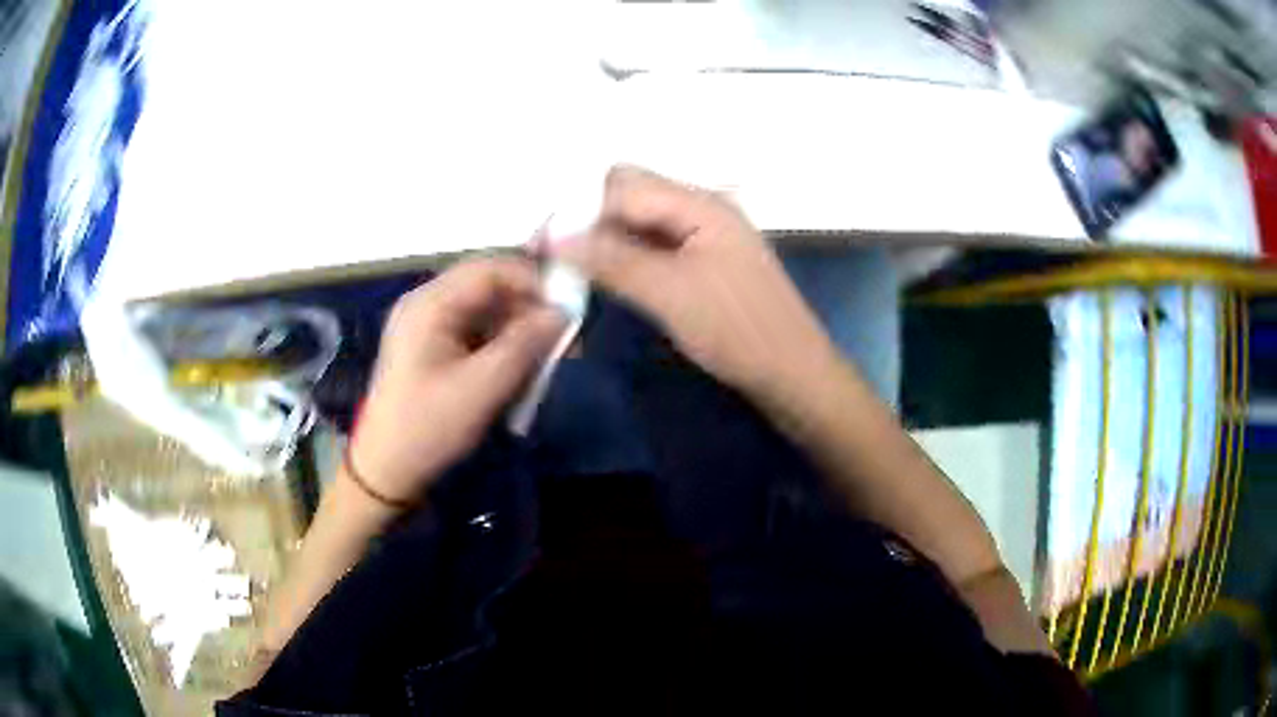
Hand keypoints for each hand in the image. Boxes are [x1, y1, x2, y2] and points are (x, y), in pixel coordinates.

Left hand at [351, 256, 564, 504]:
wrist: (386, 470)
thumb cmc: (429, 427)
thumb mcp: (482, 388)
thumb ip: (525, 345)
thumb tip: (563, 312)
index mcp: (430, 304)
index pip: (490, 269)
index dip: (532, 281)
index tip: (567, 308)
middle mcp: (426, 303)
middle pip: (487, 286)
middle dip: (527, 307)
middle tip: (561, 335)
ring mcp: (426, 325)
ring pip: (484, 310)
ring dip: (516, 328)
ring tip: (543, 357)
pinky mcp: (430, 347)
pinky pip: (474, 331)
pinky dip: (500, 344)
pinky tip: (516, 369)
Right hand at [550, 166, 835, 401]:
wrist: (793, 373)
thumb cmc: (738, 331)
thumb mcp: (670, 294)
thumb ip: (611, 259)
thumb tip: (552, 236)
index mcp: (699, 203)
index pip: (623, 184)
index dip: (580, 209)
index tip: (544, 246)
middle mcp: (702, 207)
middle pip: (631, 195)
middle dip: (591, 222)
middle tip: (561, 262)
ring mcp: (705, 234)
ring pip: (641, 222)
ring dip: (607, 241)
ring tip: (576, 273)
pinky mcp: (705, 261)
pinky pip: (656, 245)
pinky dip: (628, 257)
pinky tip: (610, 280)